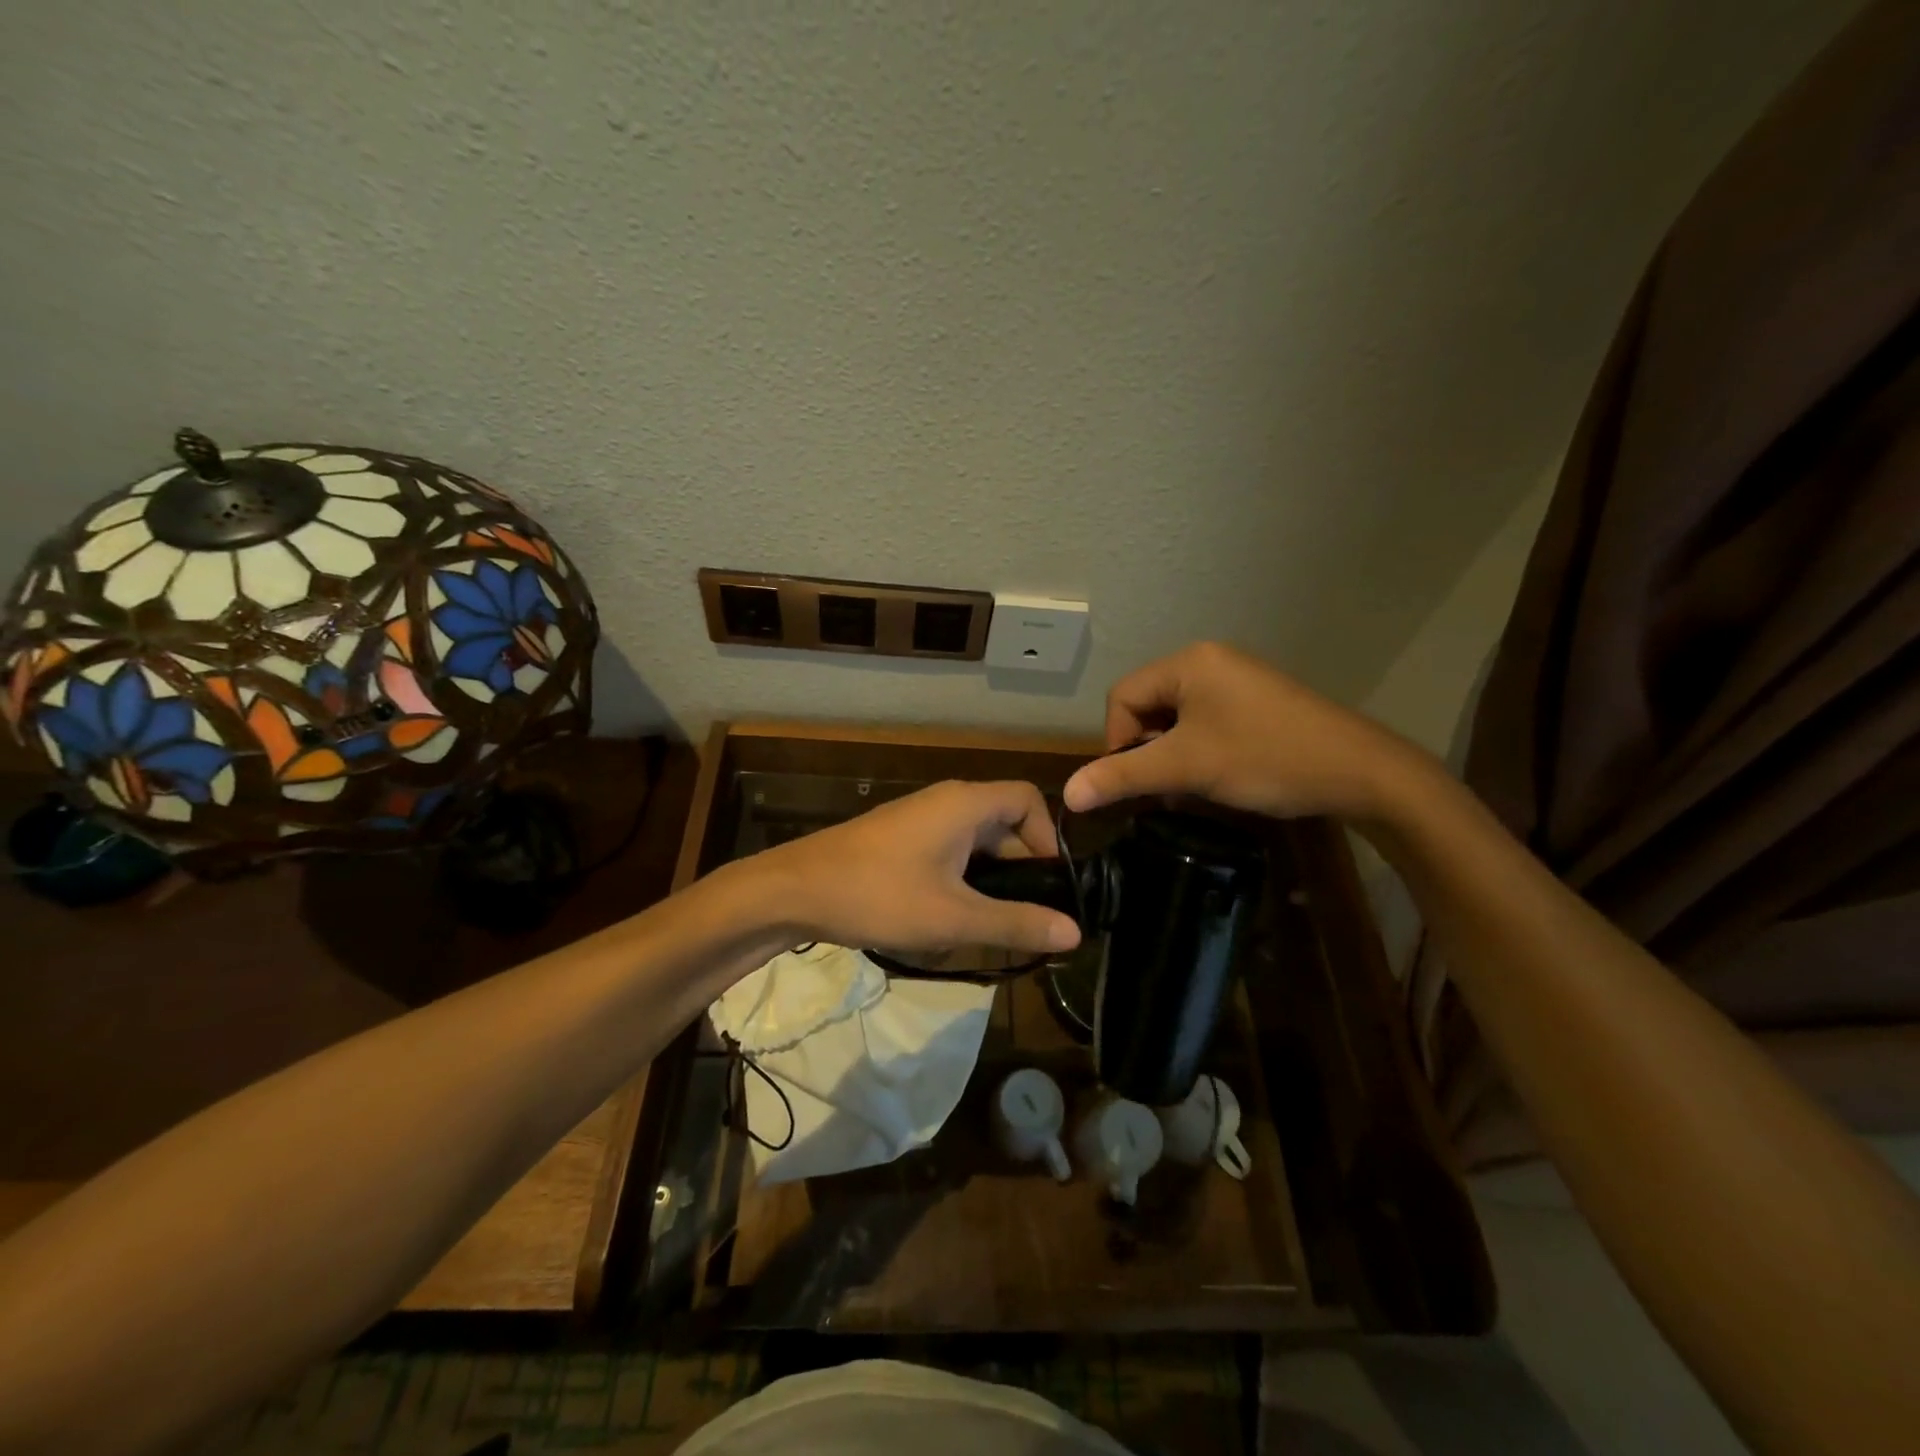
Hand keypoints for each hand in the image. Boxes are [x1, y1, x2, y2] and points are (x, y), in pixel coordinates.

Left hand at [758, 780, 1081, 955]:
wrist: (794, 891)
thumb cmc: (879, 896)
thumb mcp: (953, 917)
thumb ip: (1015, 923)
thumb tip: (1075, 933)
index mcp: (965, 803)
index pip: (1029, 799)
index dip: (1047, 838)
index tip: (1049, 885)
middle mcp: (946, 801)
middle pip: (1004, 822)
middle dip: (1021, 868)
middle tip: (1025, 917)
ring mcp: (919, 819)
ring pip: (975, 841)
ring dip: (991, 878)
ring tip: (992, 924)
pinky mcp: (900, 838)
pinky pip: (949, 850)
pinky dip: (963, 878)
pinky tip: (952, 917)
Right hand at [1062, 641, 1426, 821]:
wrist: (1359, 772)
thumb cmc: (1265, 758)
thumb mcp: (1186, 768)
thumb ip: (1123, 776)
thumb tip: (1069, 794)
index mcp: (1188, 662)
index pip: (1122, 697)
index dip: (1118, 742)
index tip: (1138, 782)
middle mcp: (1210, 660)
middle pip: (1148, 704)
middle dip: (1147, 748)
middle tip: (1166, 786)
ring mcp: (1237, 678)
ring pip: (1177, 716)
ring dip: (1173, 752)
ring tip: (1191, 785)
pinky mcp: (1257, 700)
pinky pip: (1207, 719)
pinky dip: (1199, 748)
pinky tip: (1218, 775)